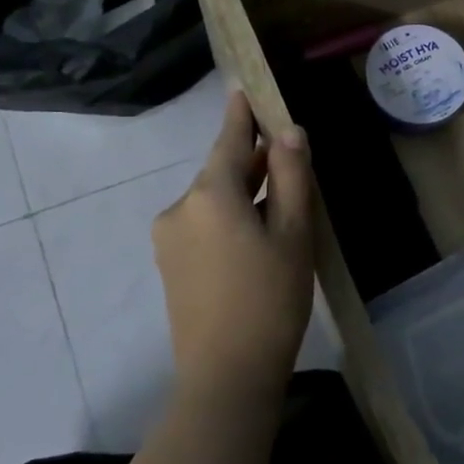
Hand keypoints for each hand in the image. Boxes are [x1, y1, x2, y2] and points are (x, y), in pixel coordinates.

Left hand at [152, 91, 314, 397]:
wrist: (226, 376)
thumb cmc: (270, 298)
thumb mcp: (293, 233)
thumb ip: (290, 177)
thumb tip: (288, 132)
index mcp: (209, 195)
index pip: (228, 141)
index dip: (241, 114)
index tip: (243, 87)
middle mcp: (180, 208)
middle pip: (220, 171)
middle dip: (251, 161)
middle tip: (286, 156)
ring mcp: (169, 239)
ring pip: (212, 200)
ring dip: (243, 193)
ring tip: (280, 202)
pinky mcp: (170, 265)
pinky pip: (203, 224)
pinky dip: (229, 217)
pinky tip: (256, 236)